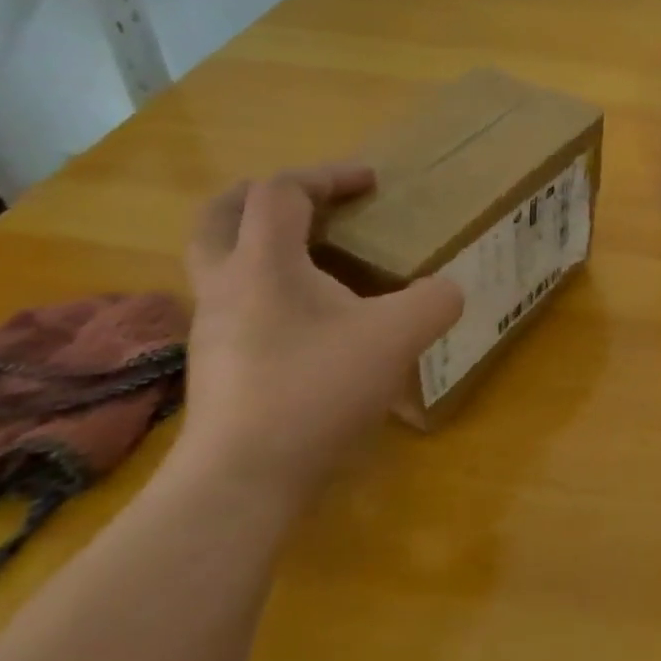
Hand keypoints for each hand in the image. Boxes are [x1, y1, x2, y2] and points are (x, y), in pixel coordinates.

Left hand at [180, 163, 463, 503]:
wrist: (239, 484)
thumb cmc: (315, 391)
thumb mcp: (398, 337)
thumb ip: (436, 300)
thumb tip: (446, 290)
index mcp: (263, 263)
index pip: (281, 191)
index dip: (328, 175)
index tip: (372, 184)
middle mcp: (226, 286)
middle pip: (221, 215)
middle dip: (266, 195)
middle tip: (312, 201)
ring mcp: (213, 329)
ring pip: (222, 261)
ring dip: (264, 242)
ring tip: (318, 257)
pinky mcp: (217, 366)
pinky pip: (236, 303)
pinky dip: (269, 287)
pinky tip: (312, 318)